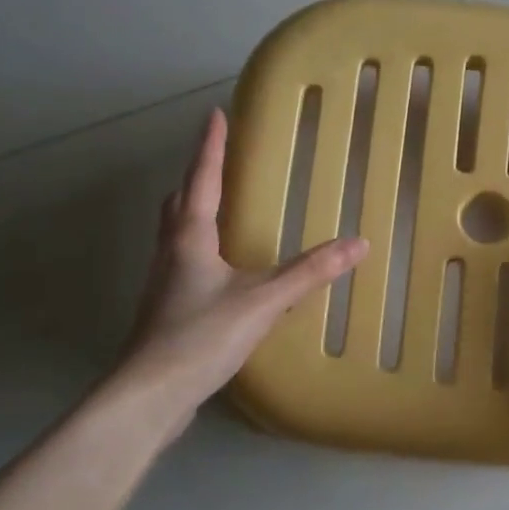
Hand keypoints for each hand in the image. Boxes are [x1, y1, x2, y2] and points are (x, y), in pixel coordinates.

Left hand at [106, 108, 368, 429]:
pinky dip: (198, 243)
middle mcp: (171, 251)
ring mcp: (164, 281)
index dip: (210, 145)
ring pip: (175, 230)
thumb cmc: (201, 336)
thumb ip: (309, 272)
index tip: (215, 113)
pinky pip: (182, 258)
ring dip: (193, 208)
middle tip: (216, 158)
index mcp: (190, 237)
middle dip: (197, 174)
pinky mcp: (166, 308)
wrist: (150, 396)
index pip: (202, 178)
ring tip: (217, 202)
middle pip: (179, 201)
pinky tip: (218, 265)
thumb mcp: (263, 301)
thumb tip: (358, 244)